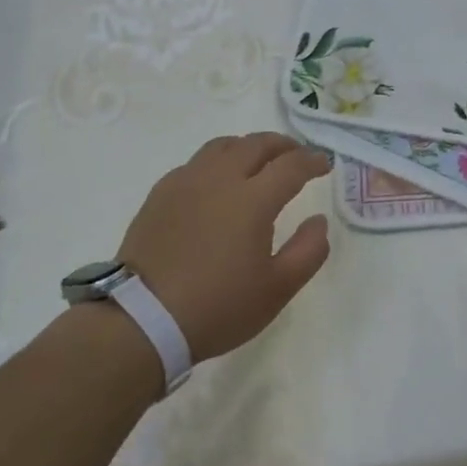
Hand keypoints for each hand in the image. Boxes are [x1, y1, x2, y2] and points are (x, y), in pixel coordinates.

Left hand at [114, 132, 332, 362]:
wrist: (142, 320)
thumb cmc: (218, 306)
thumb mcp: (278, 289)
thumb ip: (308, 250)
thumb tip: (318, 221)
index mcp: (253, 199)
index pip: (291, 165)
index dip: (312, 161)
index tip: (324, 165)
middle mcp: (219, 179)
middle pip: (256, 144)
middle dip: (283, 145)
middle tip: (297, 156)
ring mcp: (185, 183)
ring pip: (222, 146)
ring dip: (248, 147)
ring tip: (258, 162)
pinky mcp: (160, 195)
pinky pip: (195, 163)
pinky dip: (217, 162)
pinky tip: (218, 183)